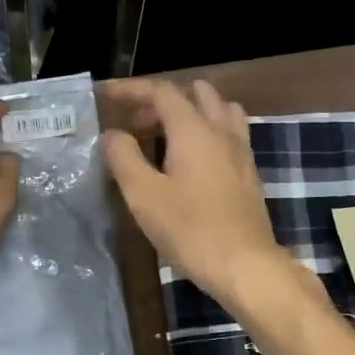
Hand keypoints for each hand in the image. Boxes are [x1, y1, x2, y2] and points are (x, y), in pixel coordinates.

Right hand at [101, 79, 291, 306]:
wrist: (245, 265)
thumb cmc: (190, 229)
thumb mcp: (144, 195)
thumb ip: (124, 158)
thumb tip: (113, 134)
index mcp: (193, 129)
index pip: (161, 91)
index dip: (131, 88)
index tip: (105, 94)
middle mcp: (221, 130)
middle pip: (193, 94)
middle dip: (160, 101)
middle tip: (134, 125)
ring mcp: (240, 150)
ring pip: (218, 109)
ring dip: (190, 112)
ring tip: (164, 136)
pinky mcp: (249, 171)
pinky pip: (228, 132)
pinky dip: (206, 131)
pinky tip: (190, 160)